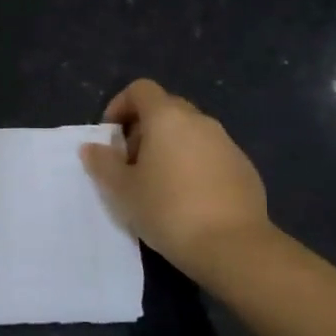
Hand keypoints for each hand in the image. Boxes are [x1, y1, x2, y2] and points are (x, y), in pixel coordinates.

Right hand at [81, 79, 271, 275]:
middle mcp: (200, 121)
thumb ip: (103, 163)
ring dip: (170, 148)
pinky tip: (189, 199)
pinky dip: (194, 165)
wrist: (233, 246)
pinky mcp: (244, 167)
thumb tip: (91, 146)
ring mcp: (226, 143)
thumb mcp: (122, 190)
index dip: (120, 105)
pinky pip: (211, 154)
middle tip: (131, 163)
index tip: (111, 136)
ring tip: (159, 184)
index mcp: (167, 117)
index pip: (141, 89)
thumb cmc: (168, 210)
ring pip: (190, 133)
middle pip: (166, 108)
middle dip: (144, 129)